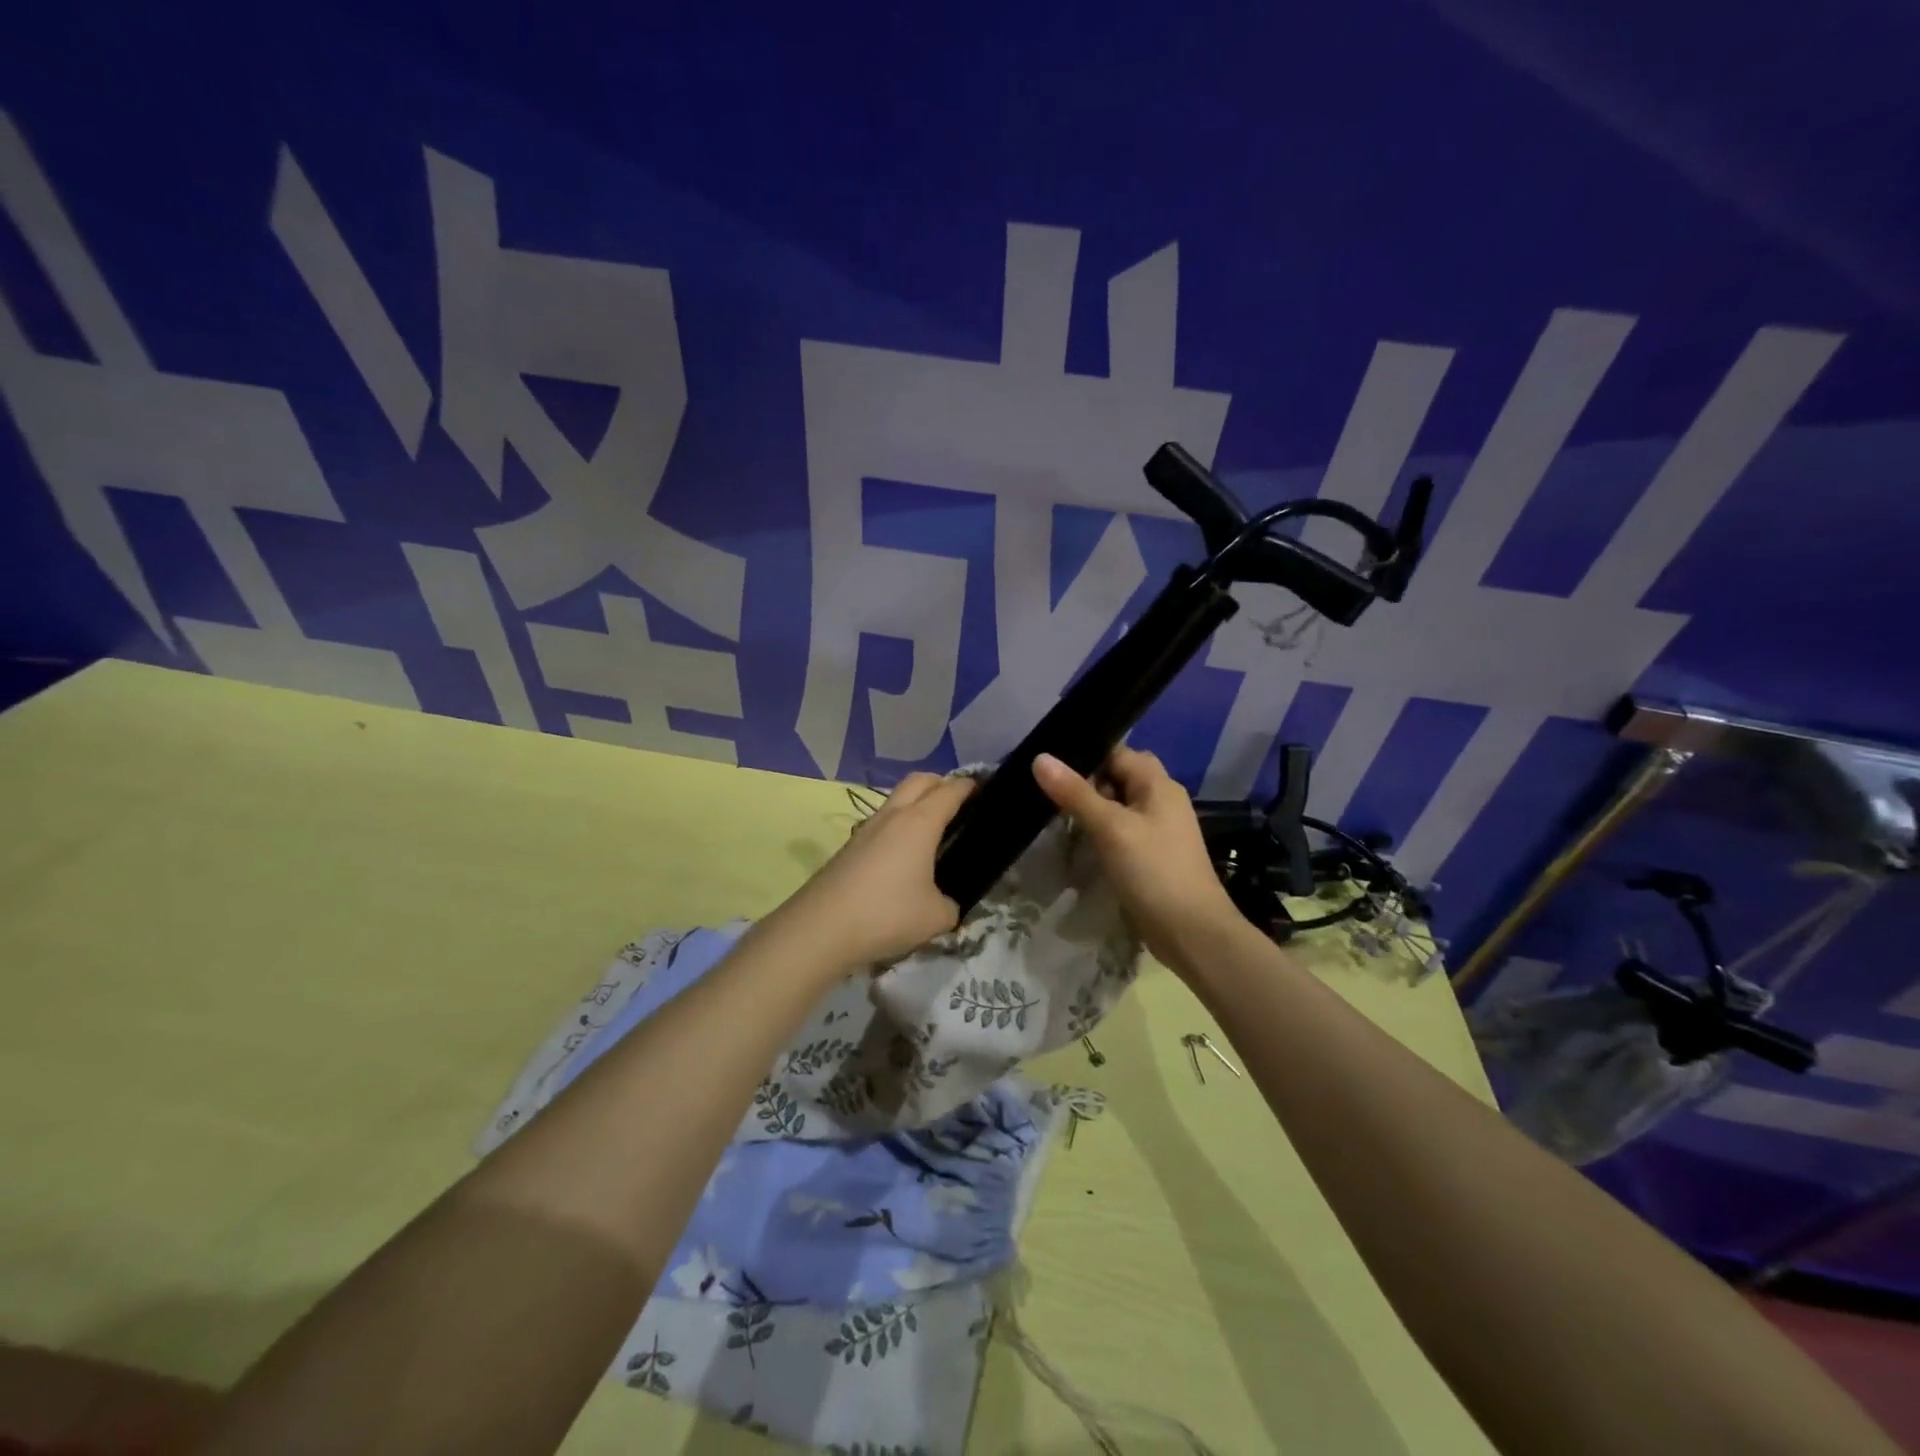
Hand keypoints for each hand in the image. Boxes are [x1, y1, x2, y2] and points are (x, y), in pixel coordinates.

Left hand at [778, 773, 978, 967]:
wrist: (820, 929)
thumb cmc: (887, 914)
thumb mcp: (936, 917)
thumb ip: (950, 904)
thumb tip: (945, 903)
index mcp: (920, 822)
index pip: (950, 791)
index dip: (971, 786)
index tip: (986, 790)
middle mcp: (892, 816)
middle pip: (920, 781)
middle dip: (942, 784)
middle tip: (959, 804)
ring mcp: (866, 829)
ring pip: (896, 800)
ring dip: (916, 804)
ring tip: (932, 832)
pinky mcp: (849, 848)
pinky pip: (881, 824)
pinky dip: (898, 827)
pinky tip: (903, 856)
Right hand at [1032, 748, 1241, 971]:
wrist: (1192, 933)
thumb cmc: (1154, 871)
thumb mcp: (1111, 828)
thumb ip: (1075, 793)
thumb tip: (1039, 757)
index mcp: (1158, 784)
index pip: (1117, 752)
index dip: (1085, 754)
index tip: (1048, 762)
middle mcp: (1161, 800)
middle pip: (1117, 777)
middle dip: (1084, 782)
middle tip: (1046, 790)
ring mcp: (1158, 829)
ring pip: (1117, 805)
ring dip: (1090, 808)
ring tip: (1052, 812)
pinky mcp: (1151, 855)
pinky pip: (1121, 830)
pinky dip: (1100, 831)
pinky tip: (1077, 841)